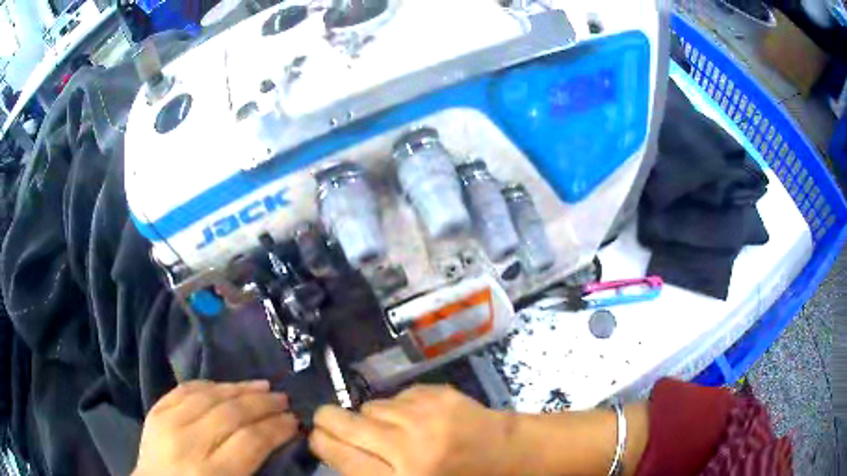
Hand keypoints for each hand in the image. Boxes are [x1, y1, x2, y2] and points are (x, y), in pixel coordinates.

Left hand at [133, 380, 298, 475]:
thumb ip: (254, 469)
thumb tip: (277, 441)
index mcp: (211, 473)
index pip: (251, 440)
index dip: (277, 428)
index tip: (295, 421)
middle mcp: (187, 443)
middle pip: (231, 413)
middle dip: (262, 404)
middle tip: (284, 399)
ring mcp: (167, 423)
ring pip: (209, 396)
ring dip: (239, 388)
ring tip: (262, 385)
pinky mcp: (155, 411)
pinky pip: (185, 390)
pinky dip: (209, 385)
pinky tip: (225, 386)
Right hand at [309, 385, 515, 475]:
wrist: (509, 454)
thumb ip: (370, 473)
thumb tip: (333, 449)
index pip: (339, 455)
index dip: (320, 443)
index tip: (317, 438)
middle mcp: (408, 447)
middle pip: (342, 423)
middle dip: (328, 421)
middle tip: (329, 423)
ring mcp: (424, 415)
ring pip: (369, 407)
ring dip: (370, 418)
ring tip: (389, 430)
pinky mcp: (437, 393)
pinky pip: (395, 396)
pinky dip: (397, 408)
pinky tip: (415, 420)